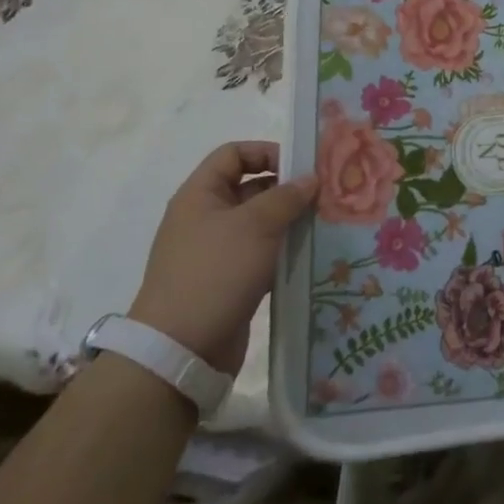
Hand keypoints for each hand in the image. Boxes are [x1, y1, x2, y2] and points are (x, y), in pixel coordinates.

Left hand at [128, 142, 317, 372]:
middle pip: (249, 187)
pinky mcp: (227, 282)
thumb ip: (286, 196)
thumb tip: (310, 178)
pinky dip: (282, 252)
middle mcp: (205, 218)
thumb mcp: (255, 226)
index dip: (266, 152)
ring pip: (258, 224)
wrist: (180, 351)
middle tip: (323, 195)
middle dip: (286, 188)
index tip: (301, 166)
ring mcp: (215, 252)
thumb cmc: (215, 272)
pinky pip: (260, 255)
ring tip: (323, 224)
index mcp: (200, 195)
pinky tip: (309, 256)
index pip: (233, 154)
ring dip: (288, 222)